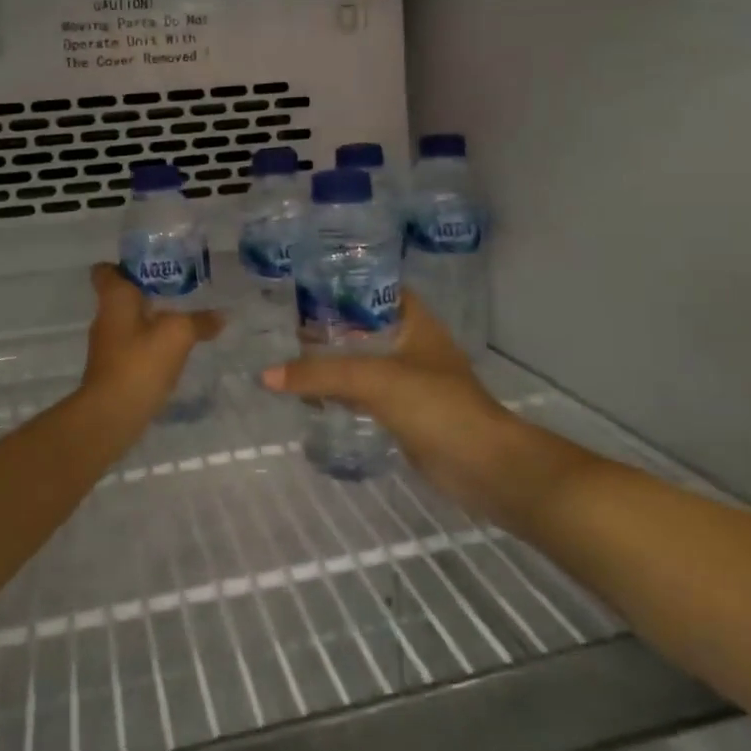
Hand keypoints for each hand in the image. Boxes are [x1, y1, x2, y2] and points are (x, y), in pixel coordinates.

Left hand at [80, 263, 222, 421]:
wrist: (112, 414)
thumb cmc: (140, 362)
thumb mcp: (178, 334)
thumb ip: (200, 321)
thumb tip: (221, 316)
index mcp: (114, 298)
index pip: (106, 270)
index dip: (125, 264)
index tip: (151, 264)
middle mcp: (106, 317)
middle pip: (122, 295)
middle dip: (147, 291)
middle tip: (179, 288)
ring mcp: (108, 345)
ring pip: (130, 321)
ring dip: (151, 318)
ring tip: (182, 317)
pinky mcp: (114, 368)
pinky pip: (134, 345)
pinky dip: (151, 344)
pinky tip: (174, 350)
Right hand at [262, 293, 531, 504]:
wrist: (483, 466)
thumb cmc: (436, 405)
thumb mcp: (374, 380)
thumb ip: (320, 374)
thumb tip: (266, 375)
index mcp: (415, 322)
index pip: (377, 290)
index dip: (345, 285)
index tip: (306, 286)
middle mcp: (413, 345)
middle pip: (364, 327)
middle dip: (330, 327)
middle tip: (286, 325)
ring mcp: (410, 381)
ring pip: (363, 362)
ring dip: (333, 362)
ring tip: (290, 357)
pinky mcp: (404, 413)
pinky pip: (365, 395)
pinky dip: (341, 393)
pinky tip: (311, 396)